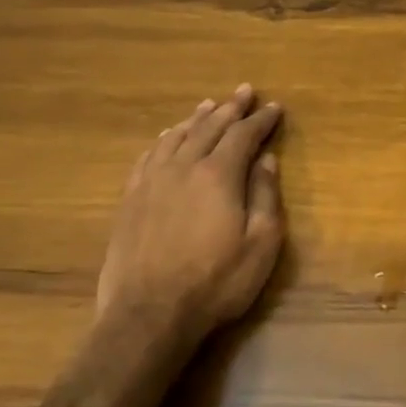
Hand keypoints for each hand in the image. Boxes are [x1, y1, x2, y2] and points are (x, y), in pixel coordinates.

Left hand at [95, 85, 284, 362]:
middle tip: (244, 91)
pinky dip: (163, 140)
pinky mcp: (131, 200)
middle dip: (231, 108)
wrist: (148, 315)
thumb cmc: (216, 282)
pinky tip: (167, 137)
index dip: (261, 120)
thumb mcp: (261, 244)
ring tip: (209, 105)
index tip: (275, 108)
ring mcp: (152, 182)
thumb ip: (265, 196)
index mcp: (218, 175)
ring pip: (176, 137)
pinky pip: (148, 157)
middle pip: (209, 127)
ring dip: (196, 118)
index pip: (244, 135)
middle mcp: (183, 167)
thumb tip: (266, 160)